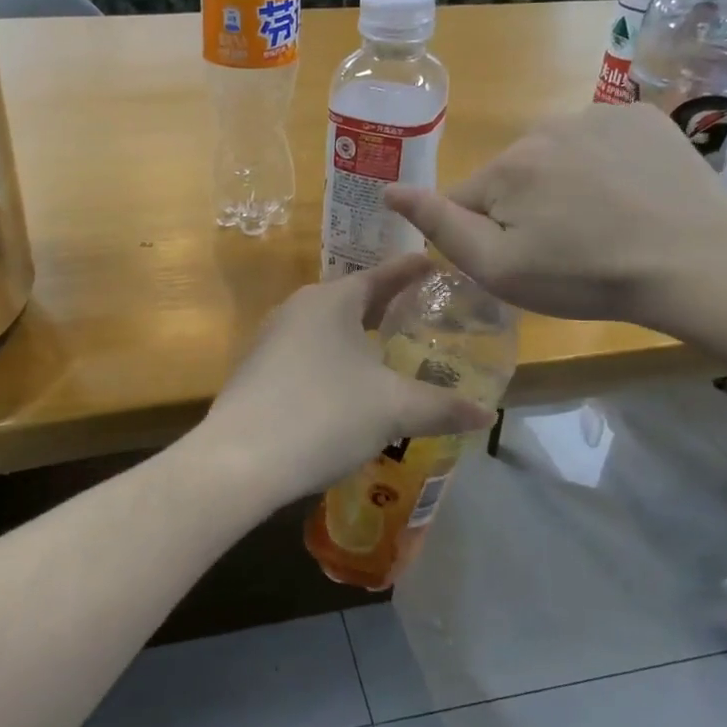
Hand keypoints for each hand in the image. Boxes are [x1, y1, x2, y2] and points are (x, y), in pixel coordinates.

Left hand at [195, 254, 496, 507]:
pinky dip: (332, 363)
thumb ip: (442, 407)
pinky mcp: (256, 372)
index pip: (380, 276)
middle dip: (384, 307)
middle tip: (419, 314)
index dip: (410, 272)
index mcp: (331, 301)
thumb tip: (487, 415)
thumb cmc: (325, 415)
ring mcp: (270, 340)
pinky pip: (306, 356)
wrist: (239, 460)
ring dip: (355, 338)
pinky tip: (345, 389)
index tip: (434, 265)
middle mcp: (297, 309)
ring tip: (386, 352)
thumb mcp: (393, 410)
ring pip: (326, 330)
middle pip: (350, 301)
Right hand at [385, 103, 726, 326]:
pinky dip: (605, 164)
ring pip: (555, 156)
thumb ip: (440, 226)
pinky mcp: (641, 116)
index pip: (467, 200)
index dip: (486, 235)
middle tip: (566, 249)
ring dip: (565, 183)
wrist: (696, 261)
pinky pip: (600, 140)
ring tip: (604, 224)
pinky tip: (631, 195)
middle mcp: (543, 127)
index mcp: (506, 167)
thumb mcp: (499, 268)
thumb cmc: (586, 277)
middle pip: (512, 175)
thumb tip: (390, 191)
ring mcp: (597, 115)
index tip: (525, 261)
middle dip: (525, 207)